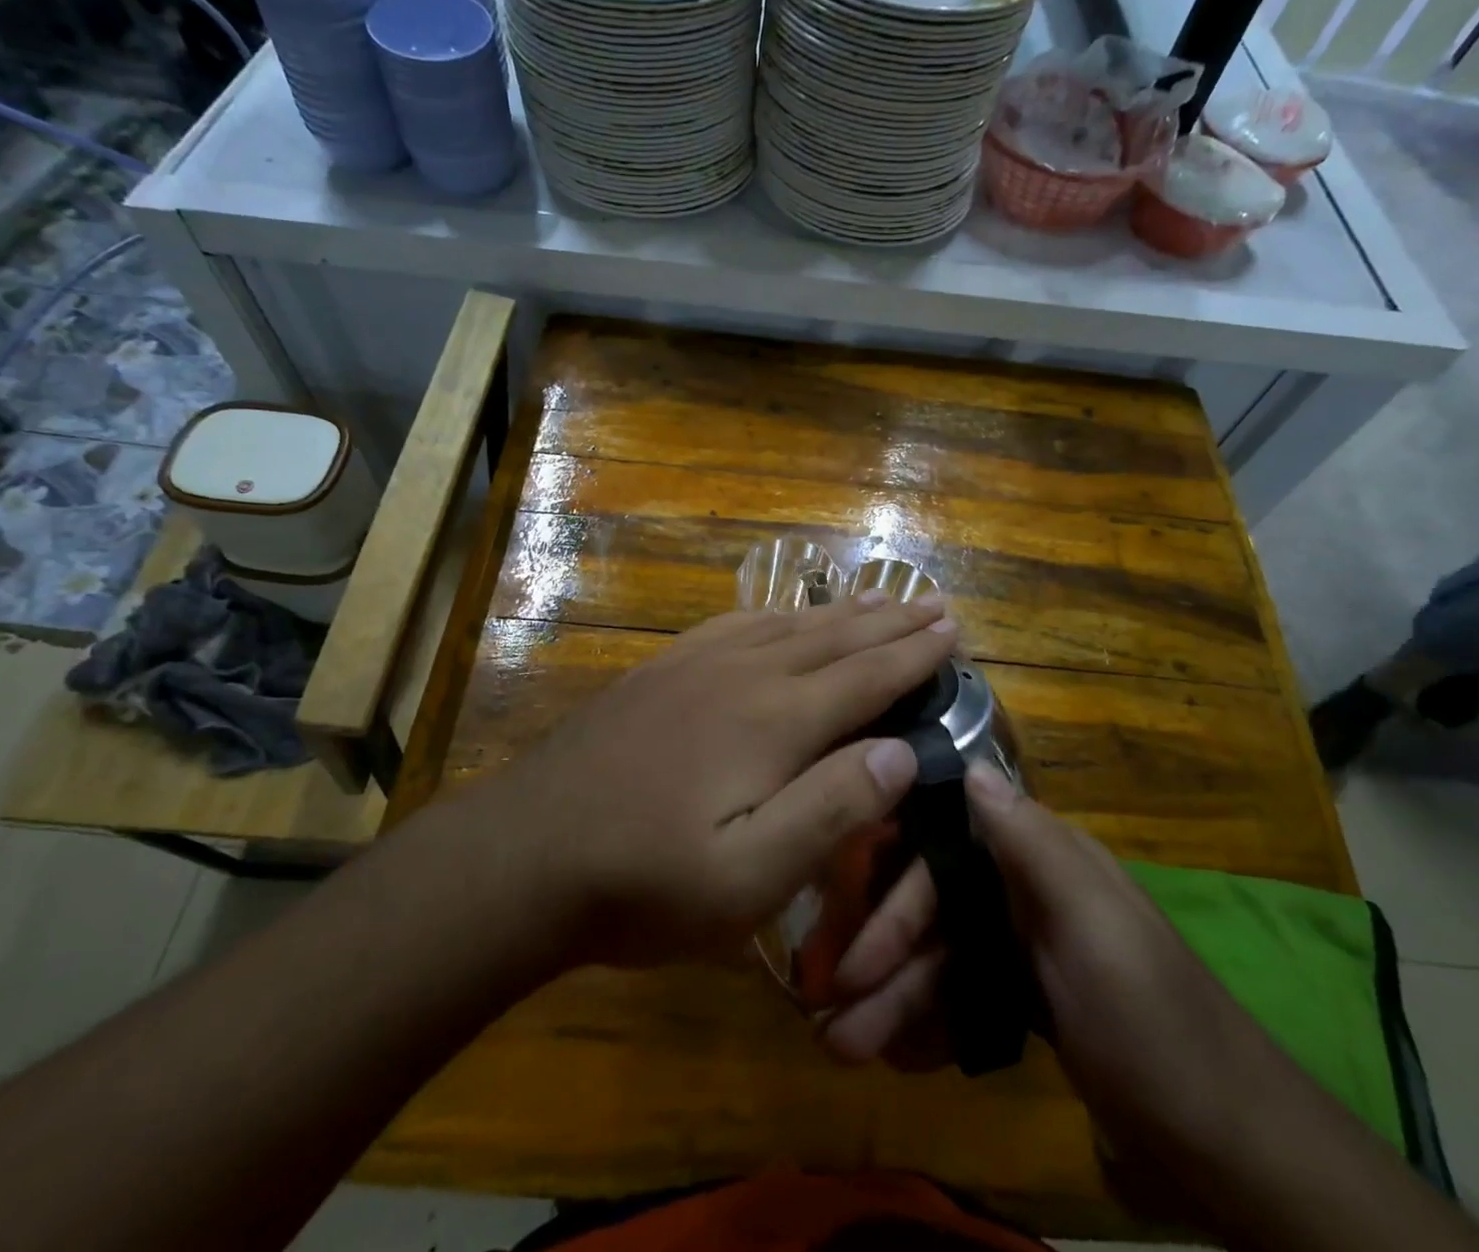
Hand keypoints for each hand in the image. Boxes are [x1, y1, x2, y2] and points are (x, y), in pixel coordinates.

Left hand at [460, 593, 956, 968]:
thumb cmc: (645, 881)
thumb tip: (901, 752)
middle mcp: (744, 674)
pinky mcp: (661, 669)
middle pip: (834, 638)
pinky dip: (776, 613)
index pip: (865, 677)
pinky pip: (736, 623)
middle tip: (934, 603)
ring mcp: (696, 664)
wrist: (525, 851)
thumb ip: (831, 809)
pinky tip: (780, 614)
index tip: (953, 630)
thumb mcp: (749, 877)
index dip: (914, 655)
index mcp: (775, 721)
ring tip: (879, 598)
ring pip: (788, 624)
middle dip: (890, 622)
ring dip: (841, 611)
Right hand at [824, 767, 1271, 1157]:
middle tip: (830, 1011)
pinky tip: (897, 1053)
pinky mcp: (1031, 1001)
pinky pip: (962, 996)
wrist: (1234, 1151)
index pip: (946, 849)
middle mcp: (1029, 893)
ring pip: (943, 957)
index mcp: (1044, 861)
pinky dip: (928, 1022)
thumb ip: (1031, 845)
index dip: (893, 885)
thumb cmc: (1154, 1025)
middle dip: (883, 955)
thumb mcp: (1094, 927)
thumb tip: (969, 765)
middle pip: (935, 908)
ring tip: (846, 1049)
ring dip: (894, 998)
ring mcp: (1029, 950)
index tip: (843, 926)